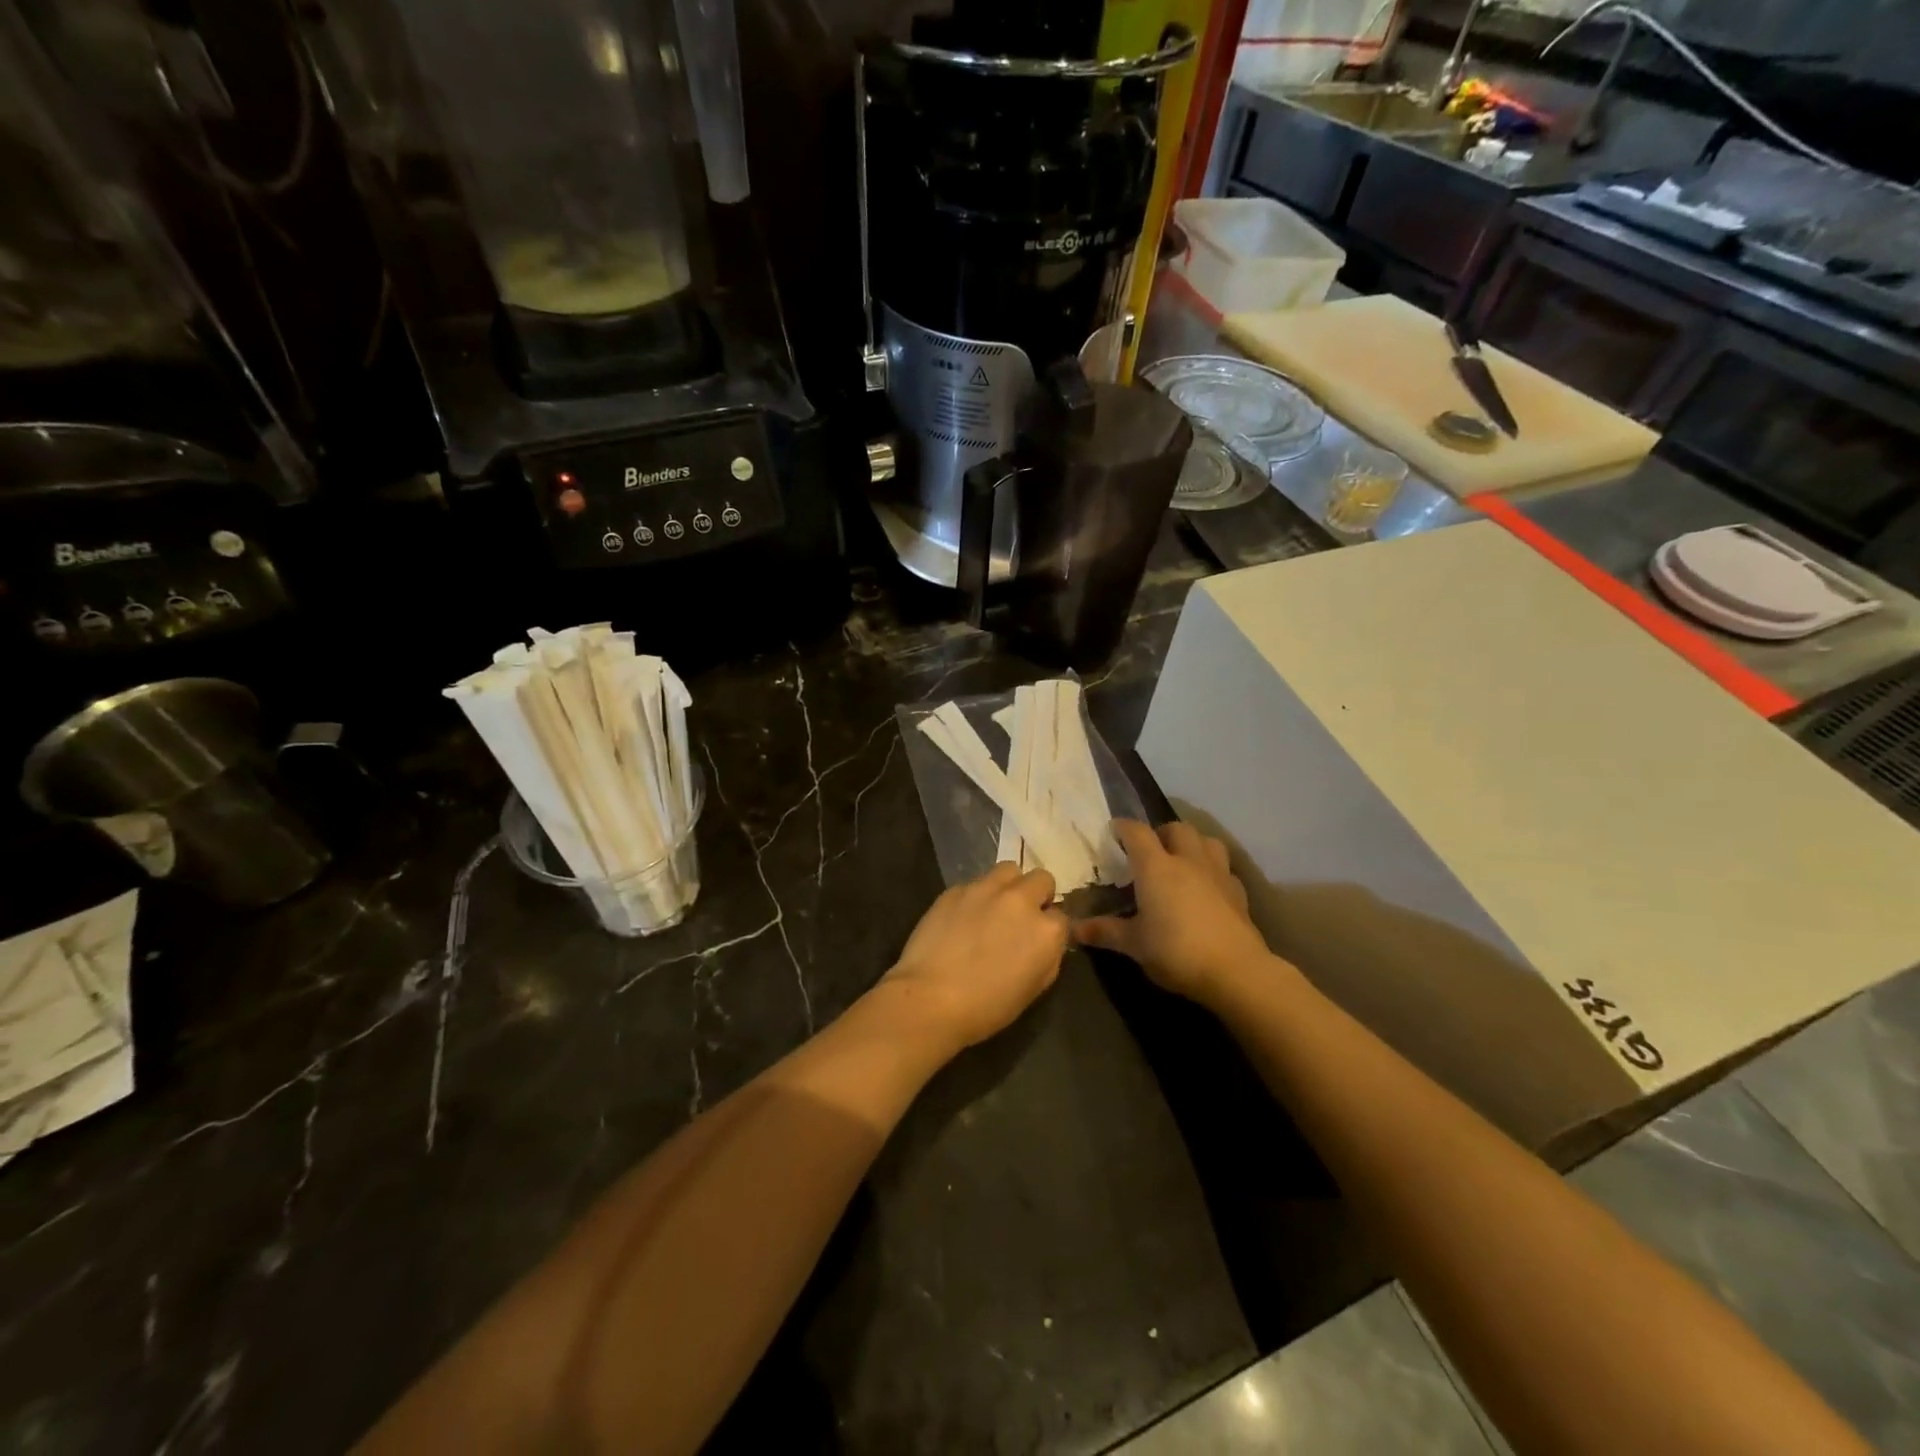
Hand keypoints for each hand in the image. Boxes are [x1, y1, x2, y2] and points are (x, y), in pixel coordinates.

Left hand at [881, 863, 1069, 1053]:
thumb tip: (1045, 942)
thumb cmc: (986, 1007)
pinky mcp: (956, 889)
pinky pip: (975, 883)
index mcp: (1046, 930)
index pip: (1061, 917)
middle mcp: (1020, 900)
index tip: (1037, 940)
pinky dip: (976, 896)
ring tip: (994, 908)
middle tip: (1020, 918)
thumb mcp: (1033, 989)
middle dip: (1036, 895)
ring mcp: (986, 889)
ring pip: (1008, 870)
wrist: (930, 999)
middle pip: (1041, 879)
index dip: (1050, 929)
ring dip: (1008, 885)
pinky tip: (962, 918)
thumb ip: (1047, 957)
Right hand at [1075, 820, 1273, 1005]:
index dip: (1123, 827)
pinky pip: (1223, 868)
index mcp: (1156, 867)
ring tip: (1181, 861)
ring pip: (1206, 840)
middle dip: (1161, 833)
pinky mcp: (1238, 892)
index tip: (1114, 831)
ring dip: (1192, 844)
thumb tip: (1072, 929)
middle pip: (1176, 828)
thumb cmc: (1176, 951)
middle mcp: (1188, 860)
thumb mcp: (1133, 945)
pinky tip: (1206, 888)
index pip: (1137, 832)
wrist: (1235, 971)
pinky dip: (1212, 870)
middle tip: (1149, 851)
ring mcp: (1217, 873)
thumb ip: (1104, 932)